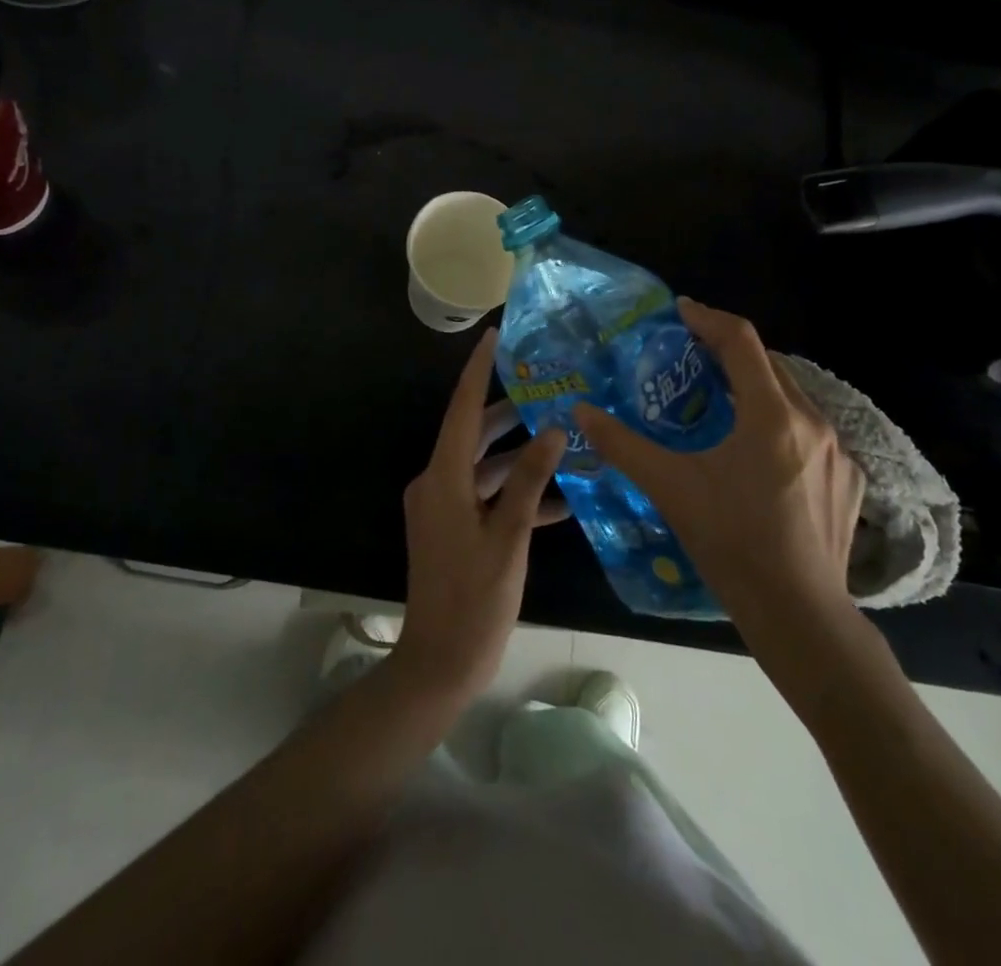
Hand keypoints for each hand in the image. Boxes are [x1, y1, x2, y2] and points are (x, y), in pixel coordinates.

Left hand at [393, 328, 567, 702]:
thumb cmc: (475, 599)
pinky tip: (559, 501)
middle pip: (474, 434)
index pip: (462, 409)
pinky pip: (484, 497)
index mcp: (442, 478)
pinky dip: (514, 494)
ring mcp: (442, 508)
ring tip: (563, 439)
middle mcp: (436, 483)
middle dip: (510, 413)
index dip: (478, 371)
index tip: (495, 336)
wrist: (439, 664)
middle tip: (548, 388)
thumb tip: (553, 430)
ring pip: (484, 467)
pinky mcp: (452, 529)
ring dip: (519, 458)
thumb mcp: (510, 536)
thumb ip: (531, 480)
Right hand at [572, 299, 864, 629]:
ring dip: (756, 385)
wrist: (800, 615)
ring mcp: (840, 452)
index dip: (707, 318)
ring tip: (720, 400)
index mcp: (772, 415)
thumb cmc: (732, 543)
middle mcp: (813, 421)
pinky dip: (780, 421)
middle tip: (691, 356)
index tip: (679, 311)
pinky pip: (812, 430)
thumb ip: (623, 444)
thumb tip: (580, 411)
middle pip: (769, 363)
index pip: (741, 341)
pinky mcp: (851, 480)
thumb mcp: (670, 488)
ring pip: (793, 396)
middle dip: (729, 351)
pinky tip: (759, 451)